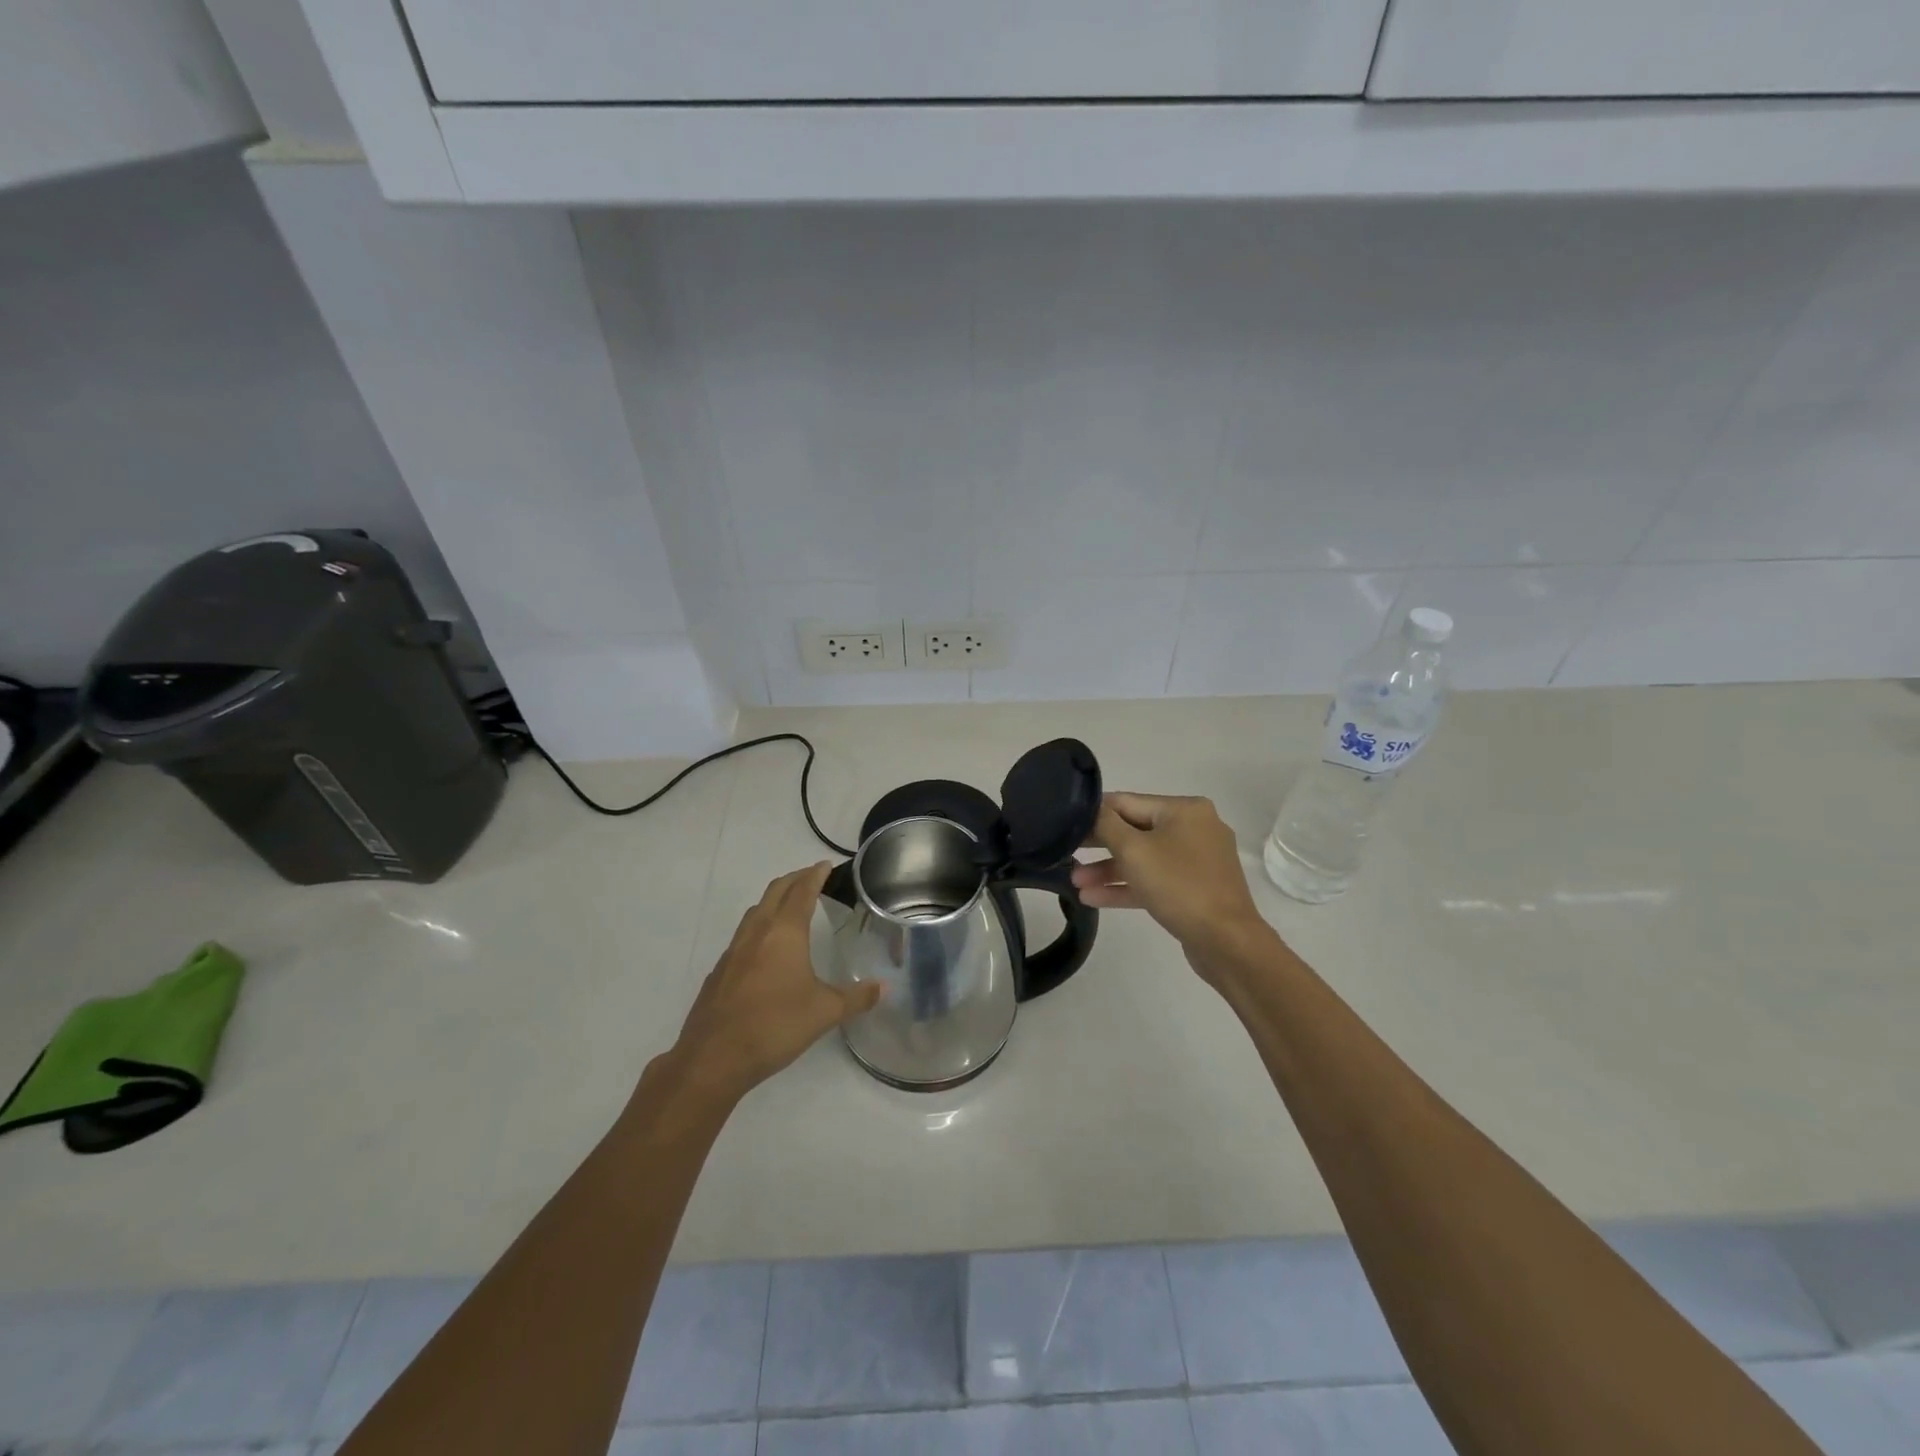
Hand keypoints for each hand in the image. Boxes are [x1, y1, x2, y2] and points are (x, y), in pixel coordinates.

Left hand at [669, 863, 882, 1102]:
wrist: (713, 1057)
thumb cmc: (775, 1025)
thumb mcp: (824, 1012)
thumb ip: (856, 998)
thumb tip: (883, 988)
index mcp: (784, 932)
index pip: (802, 891)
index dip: (815, 875)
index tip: (825, 865)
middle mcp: (757, 932)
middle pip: (775, 891)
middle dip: (794, 879)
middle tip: (811, 877)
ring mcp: (734, 950)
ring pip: (756, 911)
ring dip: (774, 900)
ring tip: (790, 907)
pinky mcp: (720, 970)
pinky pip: (743, 935)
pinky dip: (759, 927)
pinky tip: (766, 949)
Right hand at [1070, 792, 1271, 972]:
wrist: (1226, 942)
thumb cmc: (1179, 885)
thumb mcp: (1134, 850)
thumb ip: (1106, 824)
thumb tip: (1091, 809)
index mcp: (1185, 809)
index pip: (1127, 802)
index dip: (1094, 813)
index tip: (1064, 825)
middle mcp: (1194, 828)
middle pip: (1135, 830)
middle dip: (1100, 846)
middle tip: (1066, 853)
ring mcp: (1197, 860)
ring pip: (1143, 858)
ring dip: (1108, 870)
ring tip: (1075, 883)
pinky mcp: (1194, 888)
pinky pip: (1155, 879)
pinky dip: (1127, 886)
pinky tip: (1093, 898)